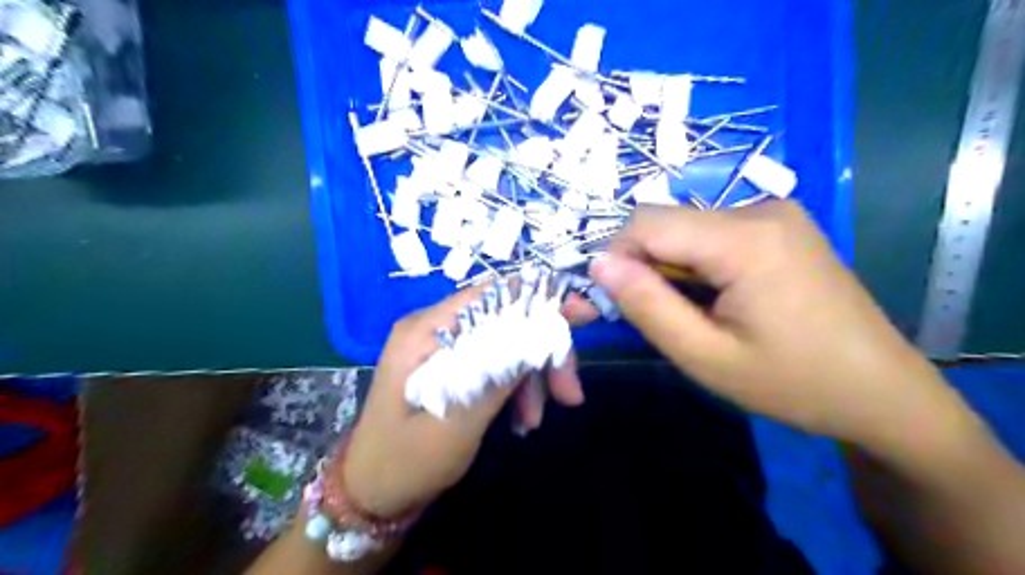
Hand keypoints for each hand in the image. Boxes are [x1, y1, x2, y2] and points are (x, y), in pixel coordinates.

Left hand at [333, 286, 578, 516]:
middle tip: (571, 393)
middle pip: (505, 320)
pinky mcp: (453, 368)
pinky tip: (522, 420)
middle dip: (542, 352)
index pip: (492, 294)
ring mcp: (445, 348)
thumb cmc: (404, 463)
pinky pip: (496, 365)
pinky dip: (517, 389)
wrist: (373, 495)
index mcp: (427, 330)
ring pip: (506, 344)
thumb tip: (539, 333)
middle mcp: (436, 329)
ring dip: (532, 378)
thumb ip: (496, 376)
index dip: (540, 299)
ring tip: (536, 420)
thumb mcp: (455, 424)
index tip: (584, 316)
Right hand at [588, 203, 967, 448]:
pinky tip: (706, 299)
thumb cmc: (794, 384)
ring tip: (677, 314)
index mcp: (745, 238)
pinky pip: (711, 235)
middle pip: (666, 223)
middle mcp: (760, 209)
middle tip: (634, 315)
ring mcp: (774, 214)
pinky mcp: (779, 228)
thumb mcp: (706, 356)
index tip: (607, 302)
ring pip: (685, 229)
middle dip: (637, 265)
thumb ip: (647, 305)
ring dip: (665, 267)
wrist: (883, 393)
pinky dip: (691, 264)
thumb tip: (598, 264)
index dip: (614, 258)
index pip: (646, 223)